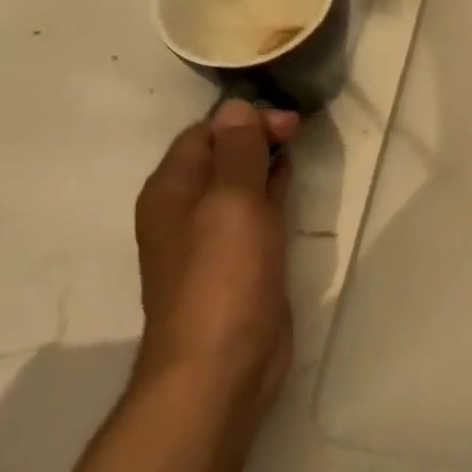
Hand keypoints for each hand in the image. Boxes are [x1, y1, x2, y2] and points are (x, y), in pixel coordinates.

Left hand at [131, 99, 298, 409]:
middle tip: (301, 131)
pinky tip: (291, 187)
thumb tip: (236, 106)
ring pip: (240, 184)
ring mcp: (212, 239)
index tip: (289, 122)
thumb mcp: (232, 201)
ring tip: (300, 149)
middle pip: (222, 156)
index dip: (245, 120)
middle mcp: (185, 210)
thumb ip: (238, 150)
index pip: (205, 133)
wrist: (221, 365)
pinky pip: (254, 214)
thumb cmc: (223, 276)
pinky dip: (272, 193)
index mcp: (171, 190)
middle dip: (258, 137)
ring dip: (266, 163)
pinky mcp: (238, 262)